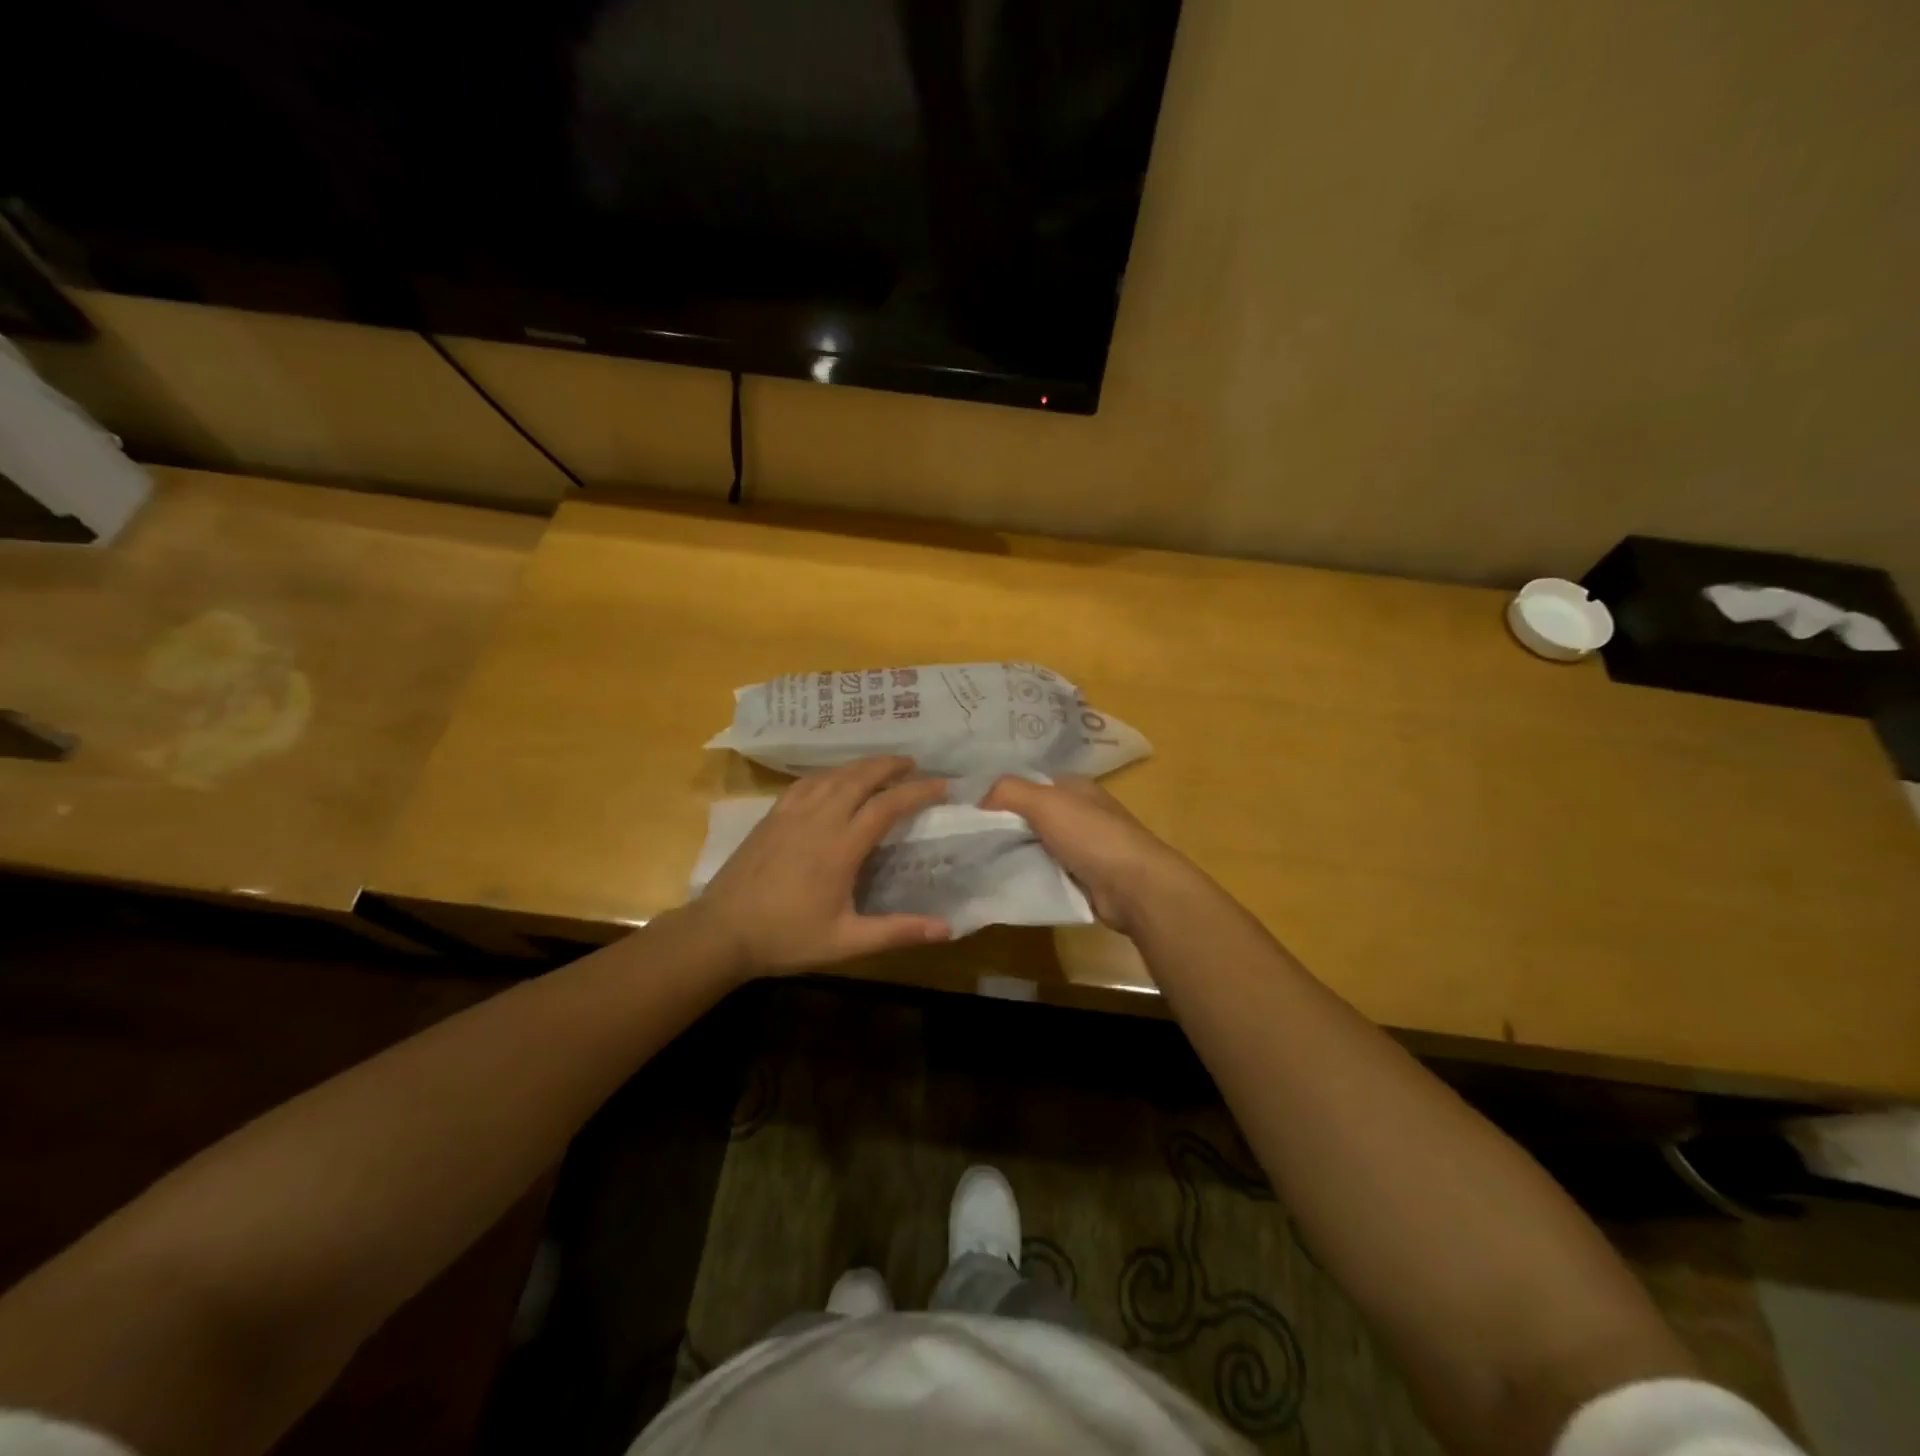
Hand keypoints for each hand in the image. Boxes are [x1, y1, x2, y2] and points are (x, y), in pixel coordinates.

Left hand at [691, 757, 951, 977]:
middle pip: (860, 777)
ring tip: (880, 765)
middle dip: (889, 765)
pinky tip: (833, 779)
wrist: (721, 931)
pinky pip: (806, 783)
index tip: (942, 785)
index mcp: (841, 846)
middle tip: (913, 763)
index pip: (887, 806)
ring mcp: (791, 814)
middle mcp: (819, 819)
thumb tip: (947, 929)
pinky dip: (829, 774)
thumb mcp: (847, 941)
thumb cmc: (787, 937)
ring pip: (832, 775)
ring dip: (861, 765)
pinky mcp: (772, 816)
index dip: (918, 791)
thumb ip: (897, 931)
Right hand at [980, 775, 1194, 935]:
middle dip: (1004, 827)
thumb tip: (979, 800)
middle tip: (968, 840)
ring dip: (1015, 853)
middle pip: (1031, 816)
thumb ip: (1009, 791)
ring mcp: (1084, 847)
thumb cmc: (1091, 836)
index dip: (1001, 794)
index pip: (1030, 784)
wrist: (1134, 887)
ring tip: (979, 862)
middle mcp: (1080, 813)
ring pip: (1037, 846)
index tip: (970, 811)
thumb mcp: (1045, 802)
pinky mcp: (1084, 878)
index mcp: (1075, 788)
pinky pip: (1047, 871)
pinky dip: (1030, 875)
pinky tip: (1006, 881)